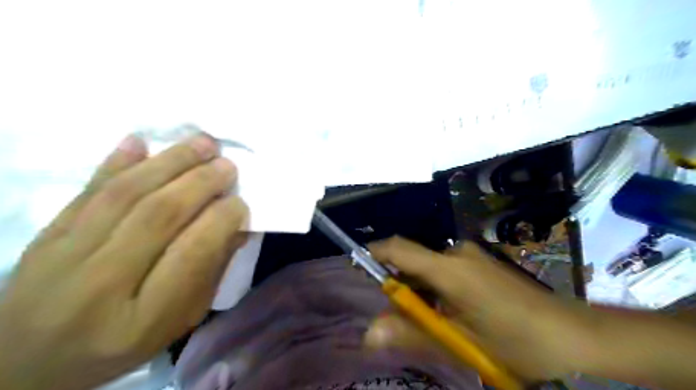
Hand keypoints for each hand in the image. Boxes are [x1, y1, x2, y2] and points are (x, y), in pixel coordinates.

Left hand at [0, 133, 247, 388]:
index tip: (241, 203)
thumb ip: (210, 272)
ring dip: (169, 162)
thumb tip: (237, 226)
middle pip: (159, 216)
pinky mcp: (45, 236)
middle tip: (227, 165)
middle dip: (201, 183)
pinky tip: (140, 141)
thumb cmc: (120, 344)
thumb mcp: (179, 320)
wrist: (27, 362)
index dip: (222, 219)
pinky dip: (115, 162)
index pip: (192, 252)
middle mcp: (100, 284)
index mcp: (144, 317)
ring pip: (125, 194)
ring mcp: (64, 256)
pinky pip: (85, 191)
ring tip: (201, 143)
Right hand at [365, 237, 592, 382]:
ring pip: (429, 268)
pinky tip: (451, 313)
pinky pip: (445, 270)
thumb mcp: (460, 342)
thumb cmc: (517, 341)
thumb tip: (369, 333)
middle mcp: (456, 253)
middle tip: (403, 320)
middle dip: (401, 287)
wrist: (574, 335)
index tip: (358, 265)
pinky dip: (436, 289)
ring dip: (420, 291)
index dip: (375, 253)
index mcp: (449, 268)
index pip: (399, 249)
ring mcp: (470, 256)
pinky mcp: (480, 263)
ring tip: (434, 323)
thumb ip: (412, 334)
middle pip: (412, 261)